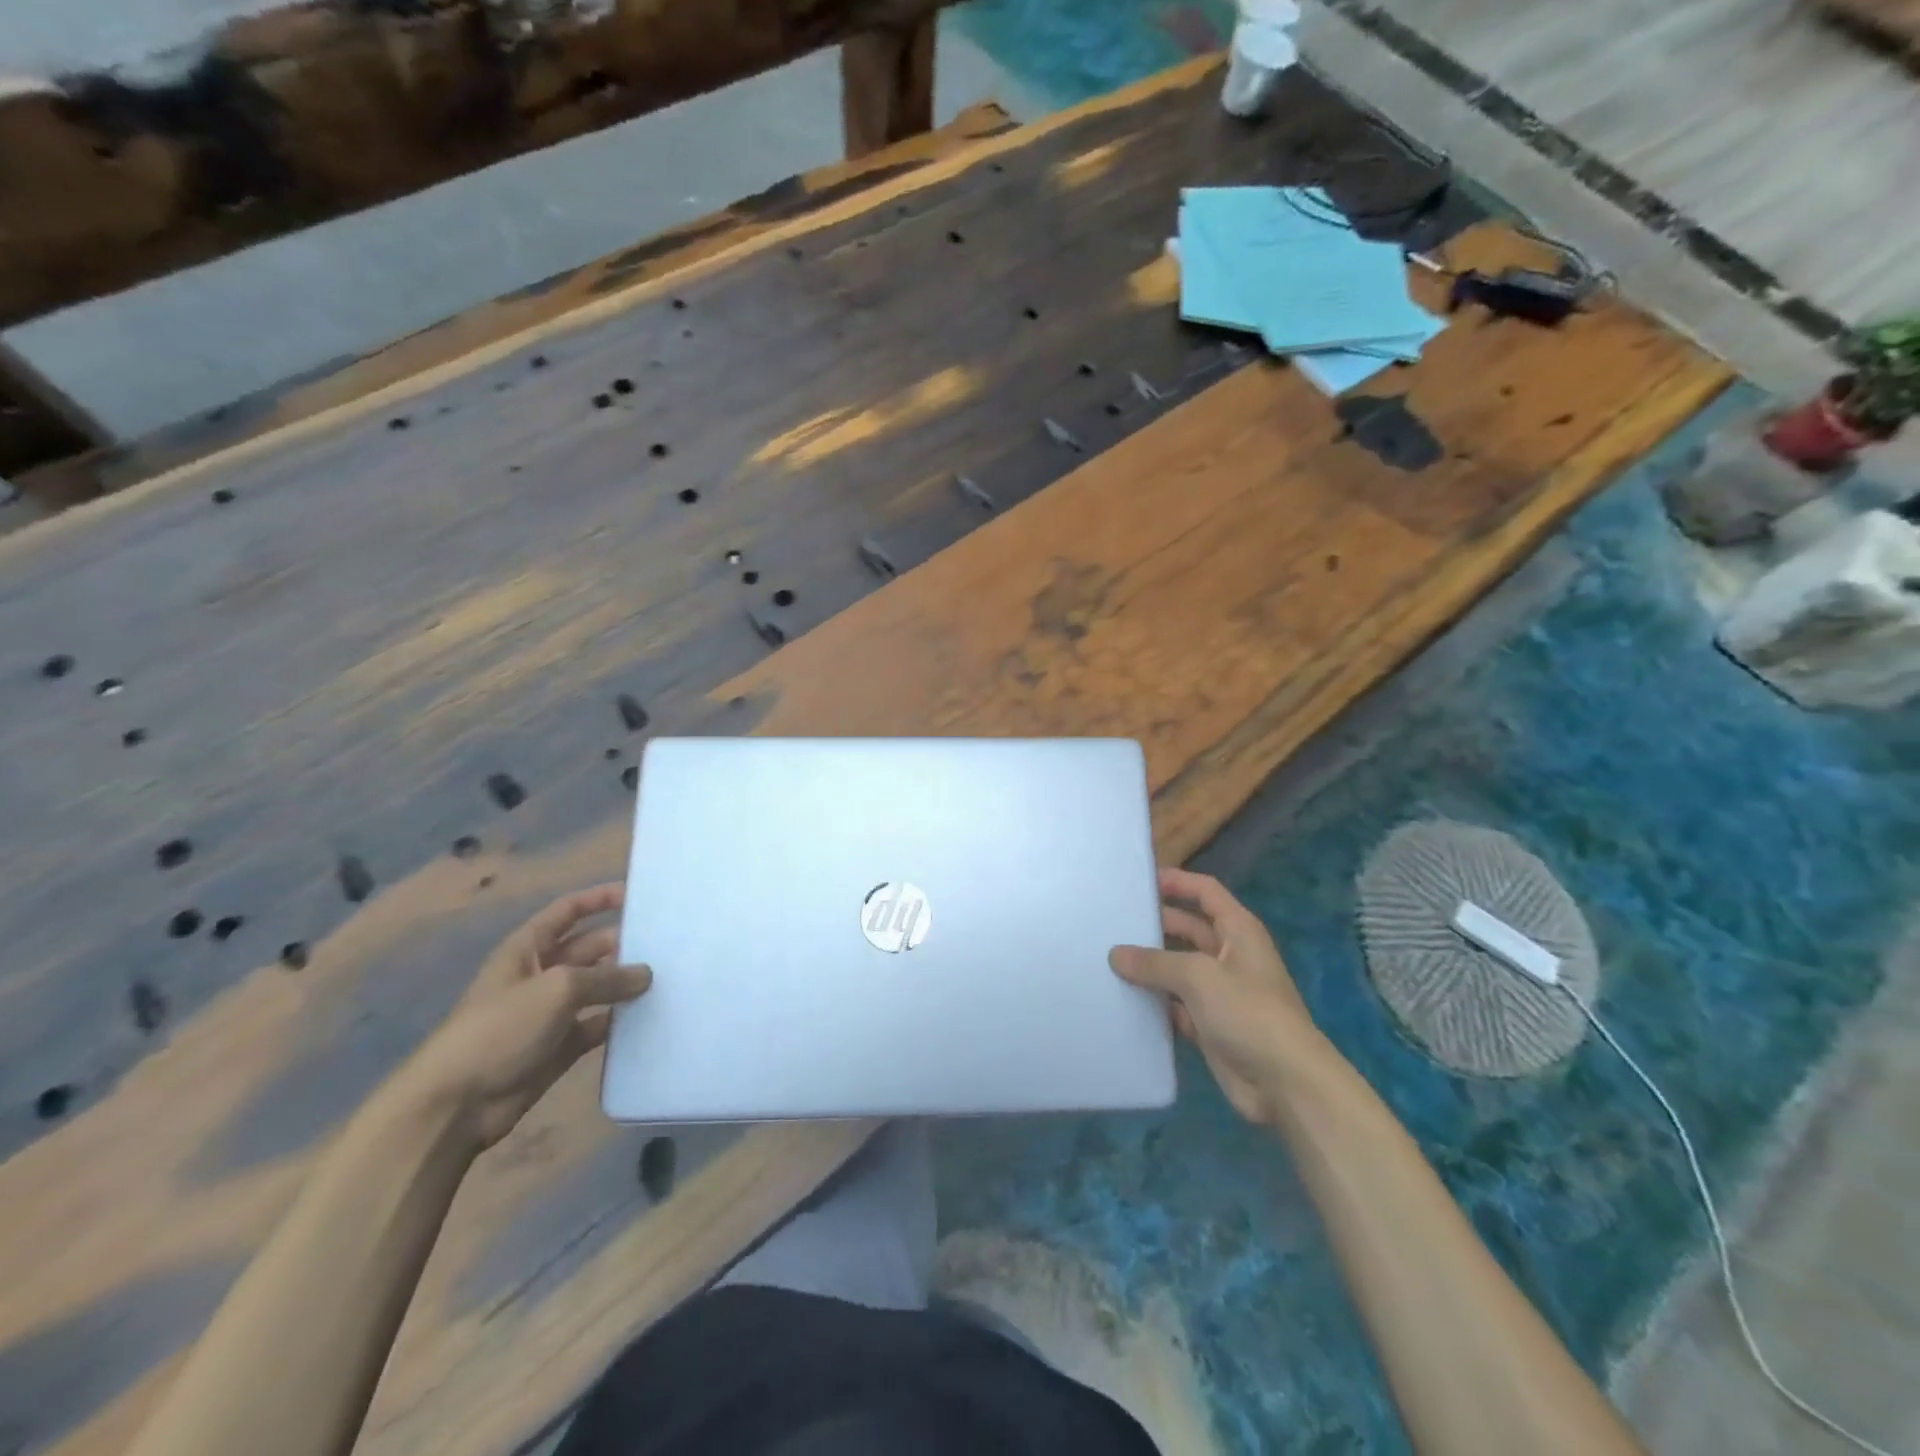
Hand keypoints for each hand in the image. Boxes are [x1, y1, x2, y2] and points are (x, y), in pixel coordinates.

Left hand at [402, 885, 651, 1149]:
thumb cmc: (500, 1029)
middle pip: (588, 949)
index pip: (567, 912)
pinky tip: (651, 1017)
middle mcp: (540, 975)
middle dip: (623, 944)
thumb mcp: (557, 989)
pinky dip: (620, 1022)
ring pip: (597, 989)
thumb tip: (646, 974)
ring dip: (626, 984)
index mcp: (527, 950)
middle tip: (667, 945)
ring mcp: (550, 1013)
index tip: (637, 895)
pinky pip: (598, 1026)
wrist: (455, 1105)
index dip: (598, 899)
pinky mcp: (560, 1047)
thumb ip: (607, 977)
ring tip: (669, 977)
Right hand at [1110, 868, 1323, 1127]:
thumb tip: (1115, 954)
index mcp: (1238, 930)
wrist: (1285, 1084)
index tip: (1138, 881)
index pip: (1205, 891)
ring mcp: (1219, 992)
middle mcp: (1229, 955)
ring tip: (1106, 957)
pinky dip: (1153, 1002)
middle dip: (1154, 924)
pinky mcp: (1208, 1025)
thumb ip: (1154, 962)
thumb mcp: (1198, 977)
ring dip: (1149, 965)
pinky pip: (1173, 1005)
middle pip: (1186, 928)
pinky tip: (1121, 998)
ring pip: (1177, 968)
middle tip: (1110, 922)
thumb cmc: (1248, 1013)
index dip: (1176, 881)